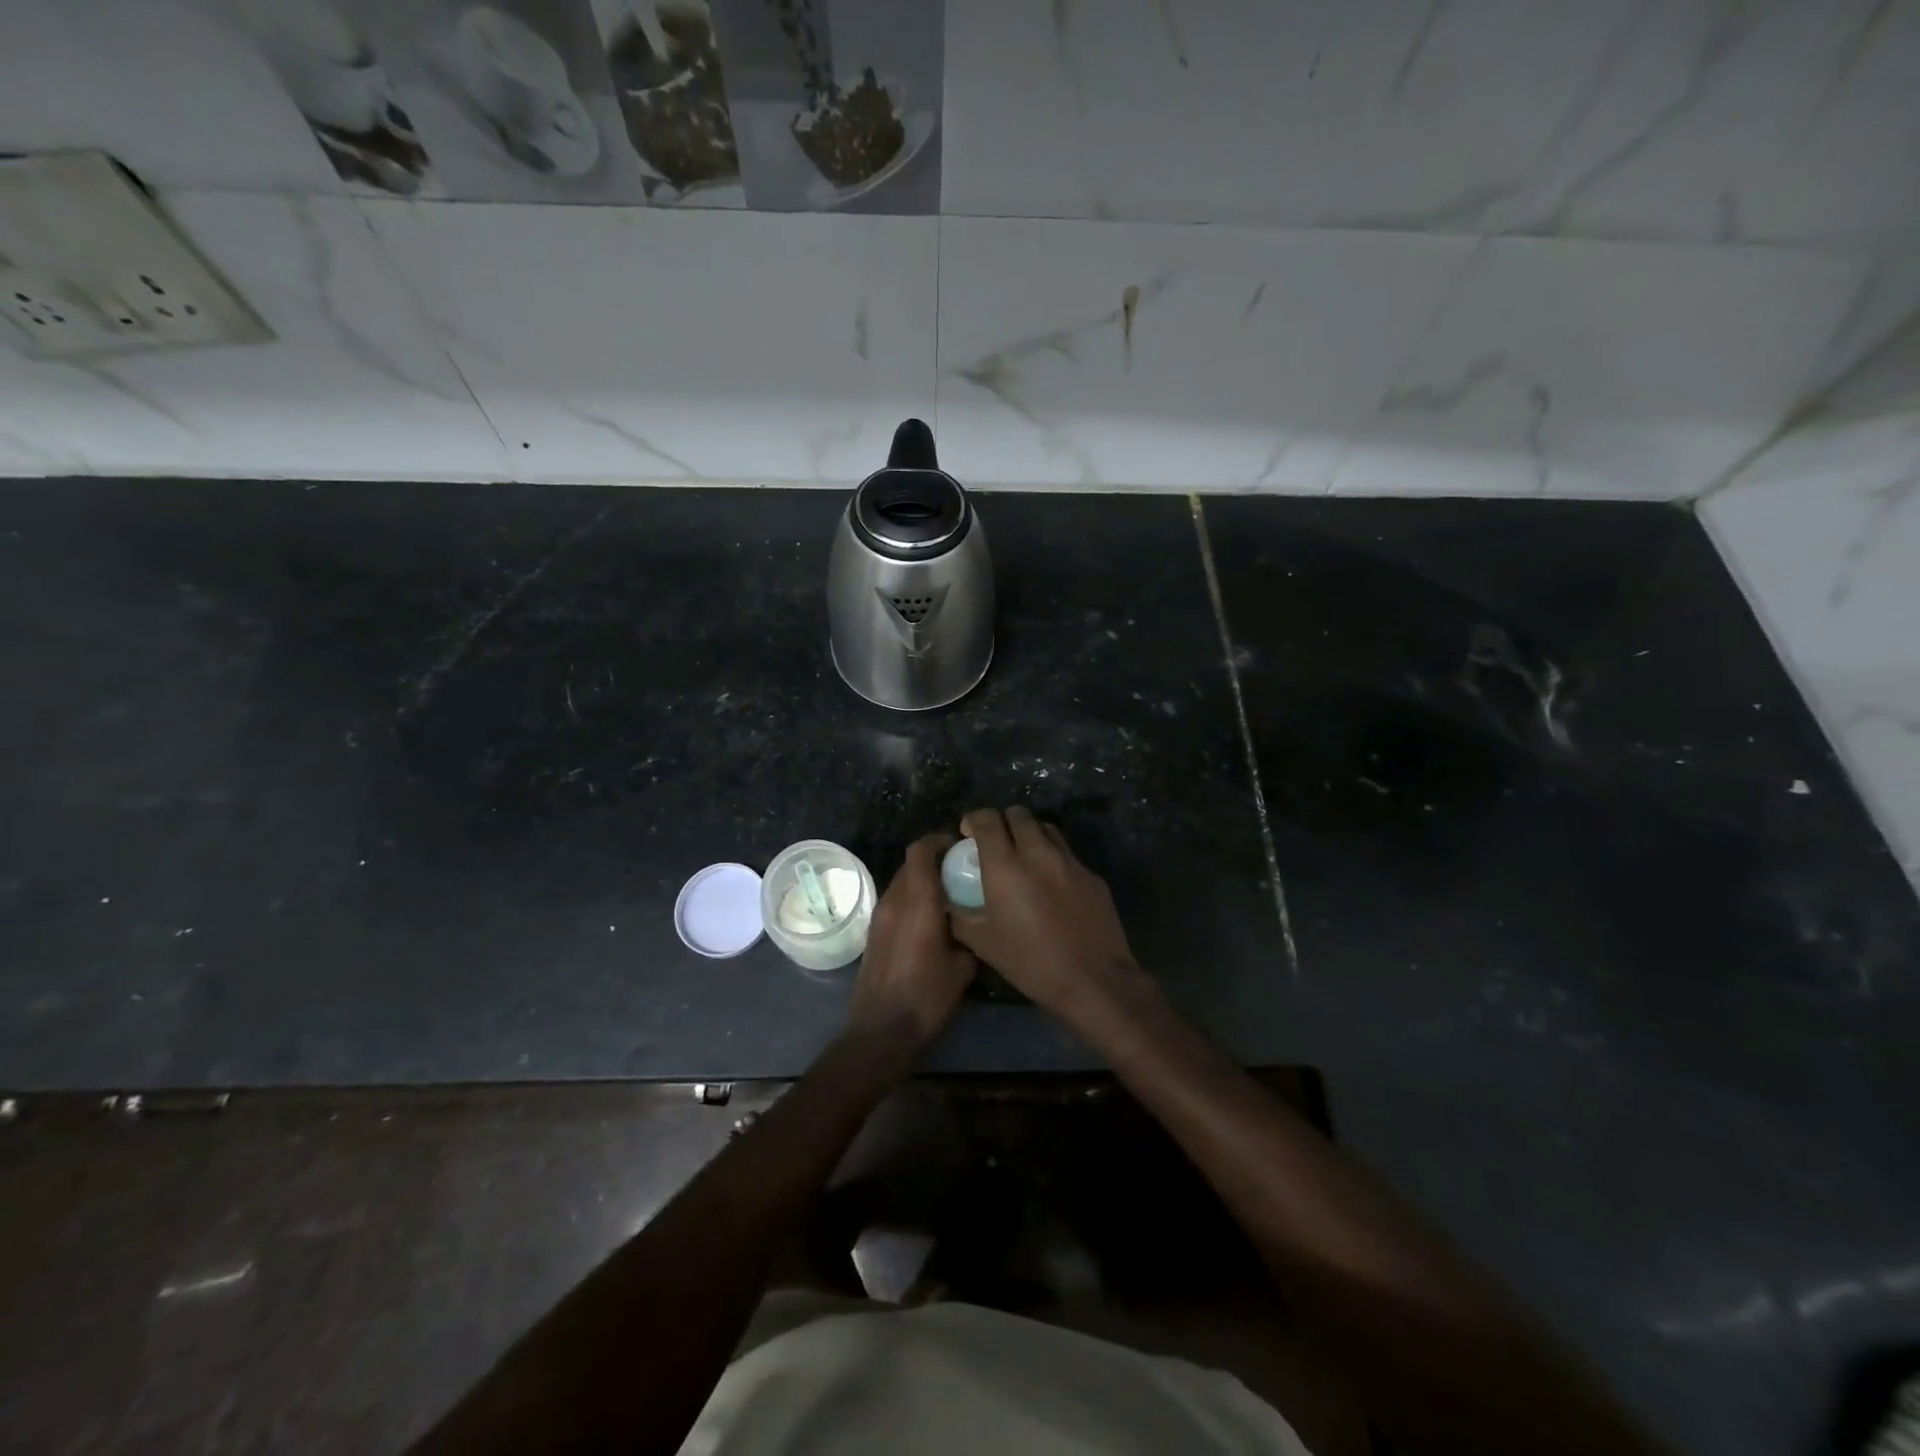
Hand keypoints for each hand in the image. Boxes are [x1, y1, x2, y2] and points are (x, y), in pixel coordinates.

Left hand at [847, 832, 976, 1049]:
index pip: (921, 851)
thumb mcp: (963, 968)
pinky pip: (895, 901)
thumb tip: (976, 924)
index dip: (939, 841)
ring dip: (922, 881)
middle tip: (961, 871)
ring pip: (902, 882)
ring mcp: (880, 916)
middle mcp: (894, 901)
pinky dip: (912, 899)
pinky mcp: (874, 932)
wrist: (881, 1031)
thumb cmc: (926, 998)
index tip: (960, 846)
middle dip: (934, 860)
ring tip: (949, 895)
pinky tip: (932, 919)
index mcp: (917, 902)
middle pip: (911, 864)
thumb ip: (970, 936)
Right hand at [948, 807, 1142, 1017]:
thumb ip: (960, 914)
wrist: (1093, 980)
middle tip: (996, 844)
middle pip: (1018, 814)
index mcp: (1006, 866)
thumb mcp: (982, 943)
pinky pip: (1067, 854)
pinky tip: (1052, 885)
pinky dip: (1053, 858)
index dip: (974, 820)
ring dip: (1030, 834)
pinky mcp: (1092, 875)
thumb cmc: (1031, 963)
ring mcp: (1070, 861)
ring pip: (1046, 828)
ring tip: (1024, 857)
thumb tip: (949, 899)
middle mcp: (1038, 853)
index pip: (987, 819)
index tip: (968, 834)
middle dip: (1002, 822)